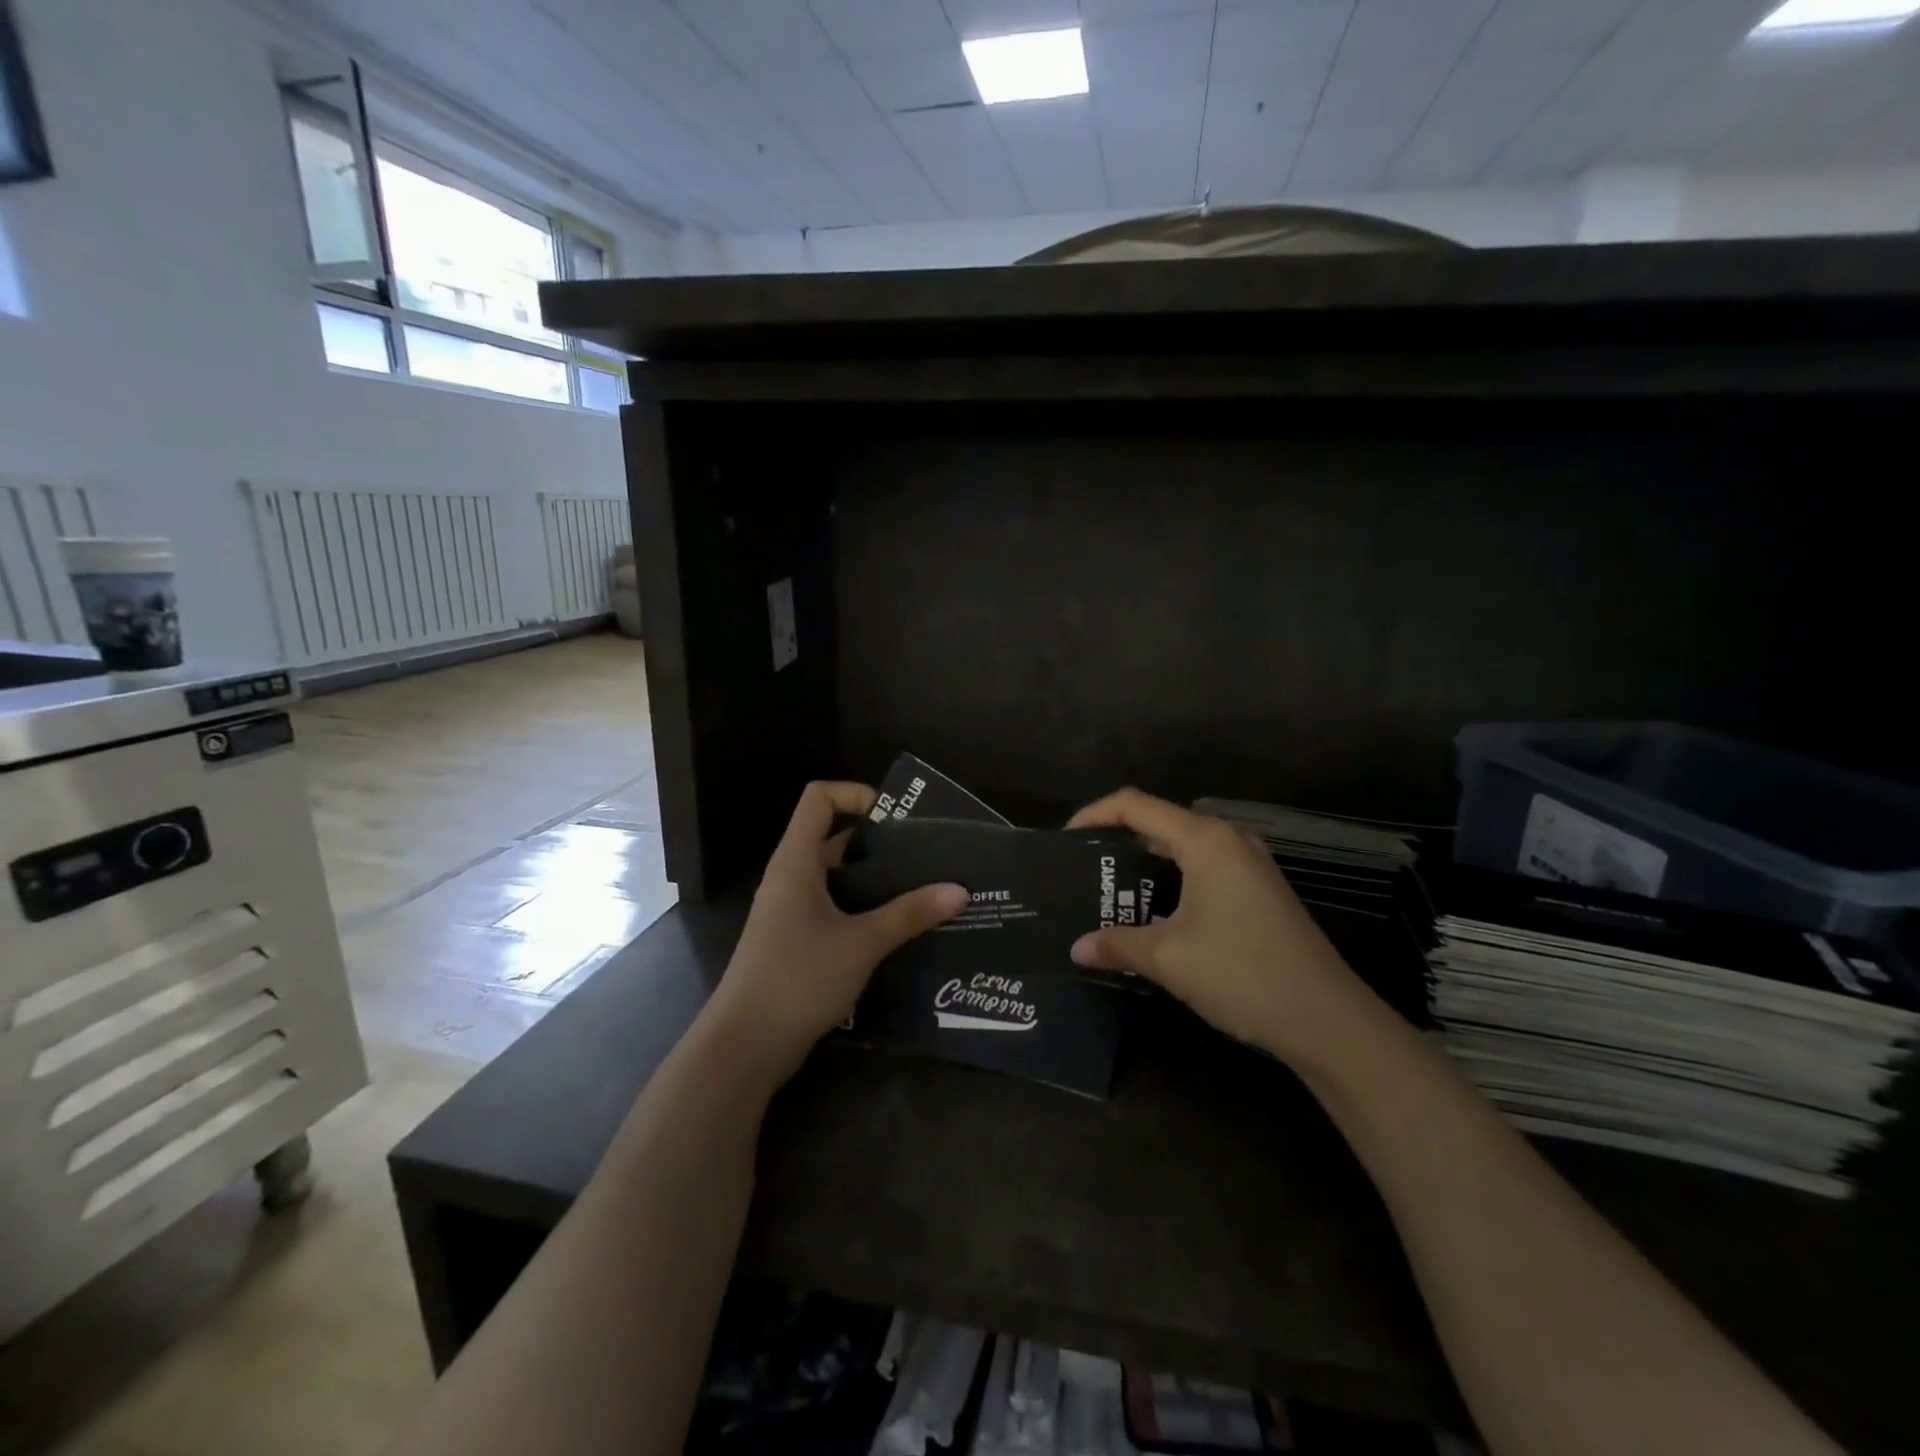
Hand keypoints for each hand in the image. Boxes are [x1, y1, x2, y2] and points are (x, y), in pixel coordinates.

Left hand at [707, 781, 968, 1077]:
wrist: (745, 1046)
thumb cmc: (798, 979)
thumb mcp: (861, 943)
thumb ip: (910, 914)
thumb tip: (960, 890)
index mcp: (796, 861)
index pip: (819, 798)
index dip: (855, 794)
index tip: (896, 819)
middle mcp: (790, 877)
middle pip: (834, 837)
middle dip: (880, 842)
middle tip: (927, 856)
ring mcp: (790, 910)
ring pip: (837, 877)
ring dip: (876, 880)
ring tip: (924, 890)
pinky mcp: (796, 940)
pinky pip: (834, 908)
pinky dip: (865, 909)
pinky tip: (899, 929)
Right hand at [1067, 788, 1375, 1065]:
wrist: (1328, 1020)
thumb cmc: (1242, 974)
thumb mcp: (1168, 959)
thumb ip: (1116, 945)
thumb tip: (1076, 948)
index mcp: (1205, 840)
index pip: (1135, 805)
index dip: (1094, 814)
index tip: (1065, 841)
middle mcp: (1228, 839)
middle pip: (1160, 820)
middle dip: (1117, 840)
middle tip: (1083, 870)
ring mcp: (1250, 863)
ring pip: (1183, 845)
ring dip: (1145, 862)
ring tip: (1110, 891)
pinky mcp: (1260, 888)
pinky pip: (1204, 866)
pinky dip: (1172, 877)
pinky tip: (1155, 912)